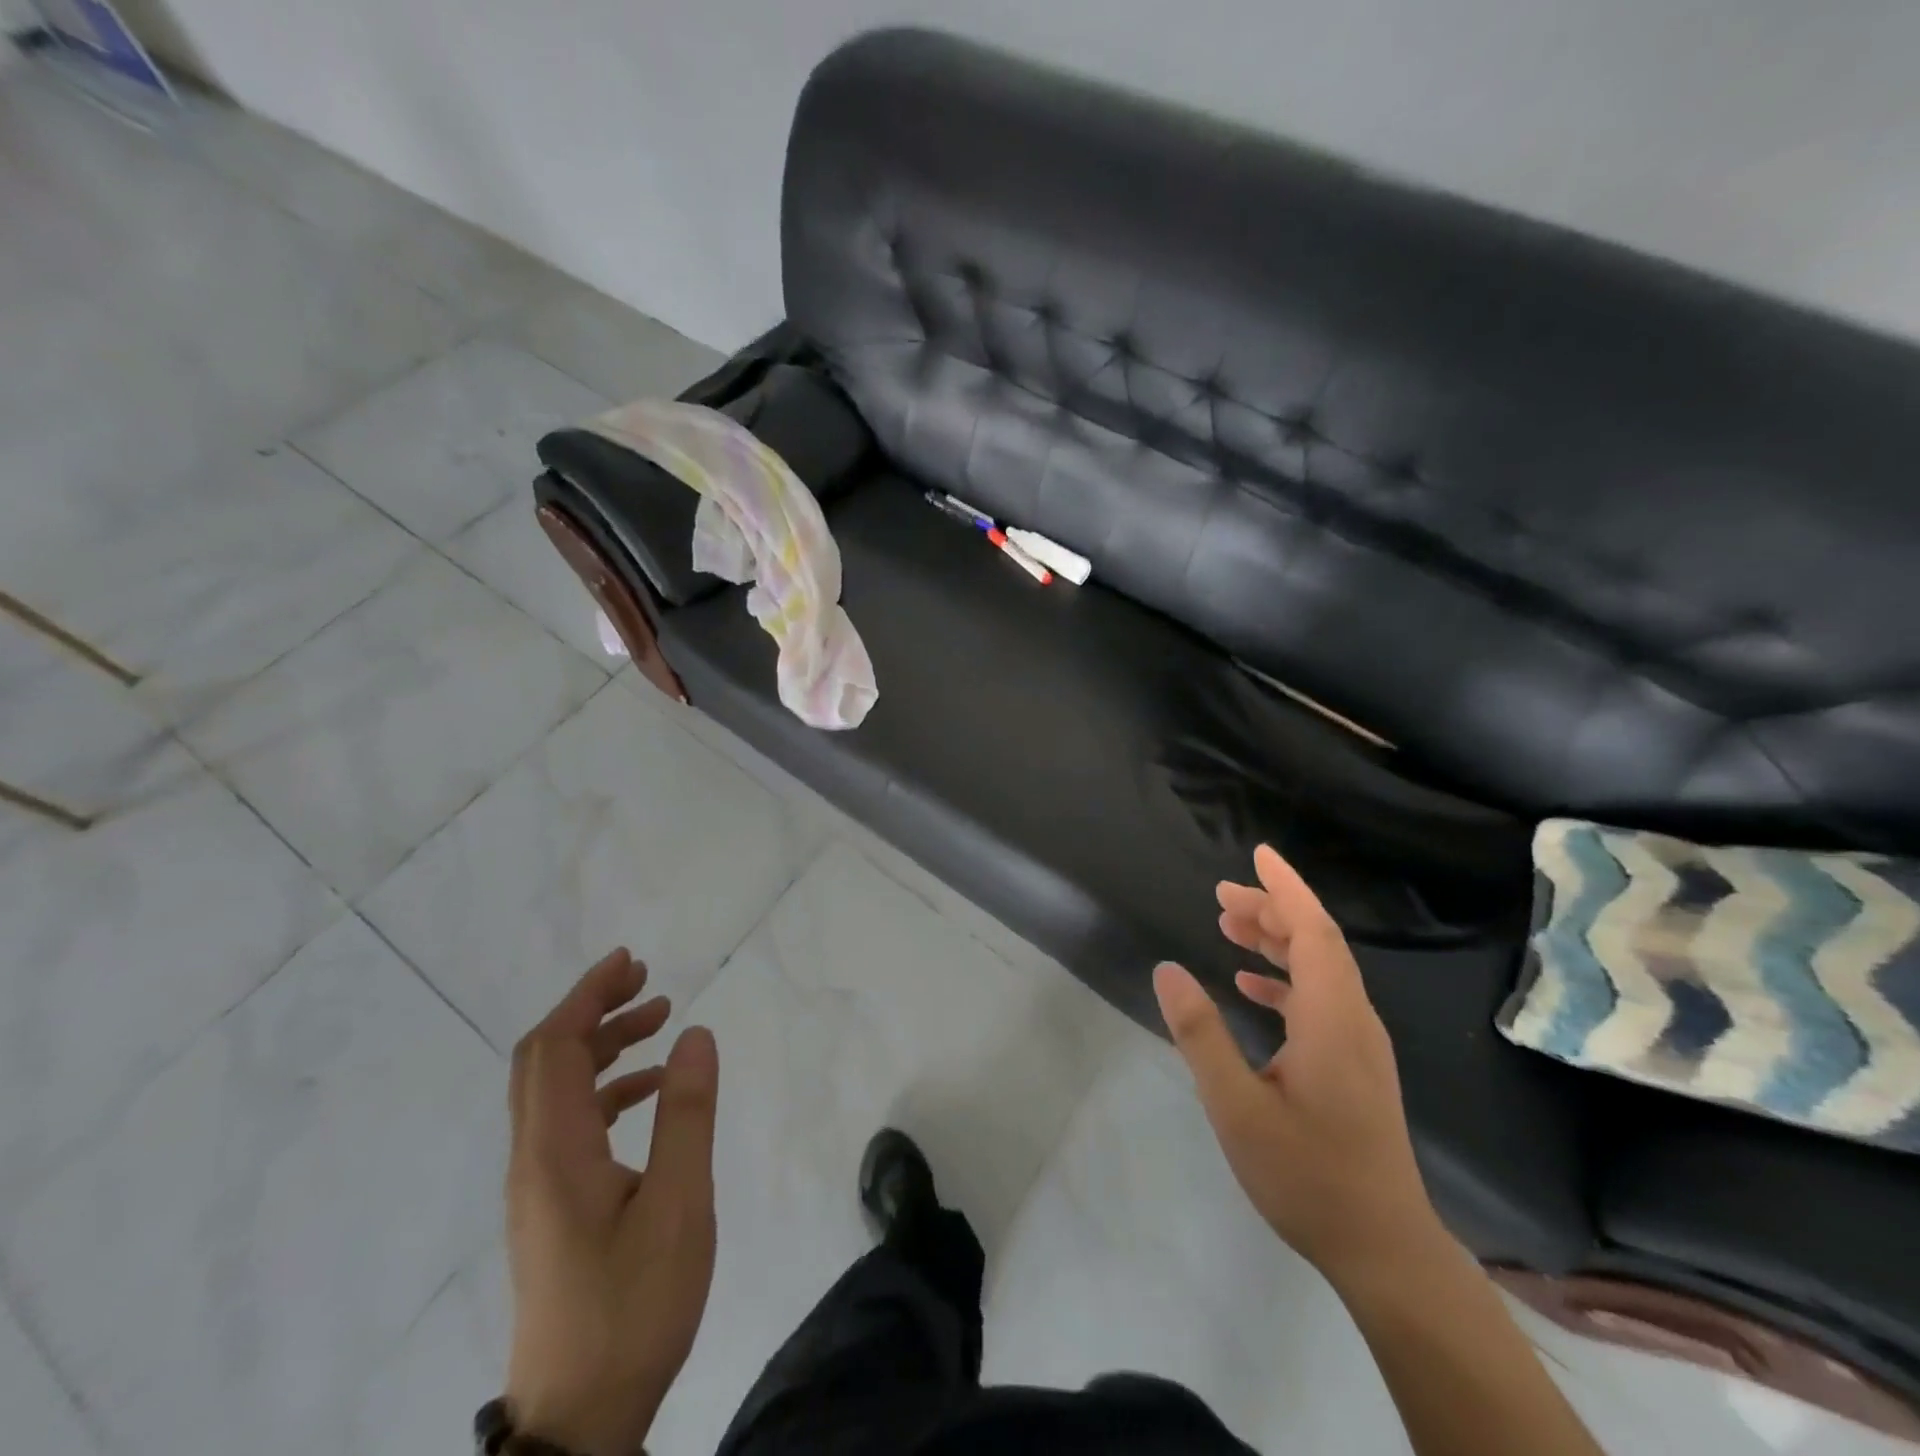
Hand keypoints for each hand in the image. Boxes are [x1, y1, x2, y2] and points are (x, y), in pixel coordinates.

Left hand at [505, 949, 718, 1455]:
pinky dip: (607, 1087)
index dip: (587, 995)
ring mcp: (539, 1186)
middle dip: (591, 1009)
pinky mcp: (553, 1206)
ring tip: (659, 1020)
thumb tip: (695, 1032)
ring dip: (602, 1045)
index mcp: (555, 1152)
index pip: (555, 1048)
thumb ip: (686, 1114)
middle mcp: (534, 1159)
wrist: (579, 1420)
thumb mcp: (678, 1206)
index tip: (630, 962)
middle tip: (647, 981)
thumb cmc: (633, 1307)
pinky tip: (650, 1090)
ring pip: (557, 1090)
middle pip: (545, 1060)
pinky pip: (570, 1122)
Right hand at [1154, 846, 1446, 1290]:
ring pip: (1320, 969)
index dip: (1286, 888)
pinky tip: (1250, 986)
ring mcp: (1358, 1044)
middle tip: (1221, 895)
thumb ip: (1201, 1034)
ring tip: (1229, 926)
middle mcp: (1353, 1019)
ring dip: (1277, 940)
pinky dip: (1285, 979)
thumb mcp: (1237, 1106)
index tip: (1259, 854)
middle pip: (1317, 942)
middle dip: (1271, 910)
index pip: (1313, 931)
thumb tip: (1167, 970)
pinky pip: (1320, 999)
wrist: (1383, 1249)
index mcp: (1332, 1018)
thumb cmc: (1308, 1176)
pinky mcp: (1354, 1065)